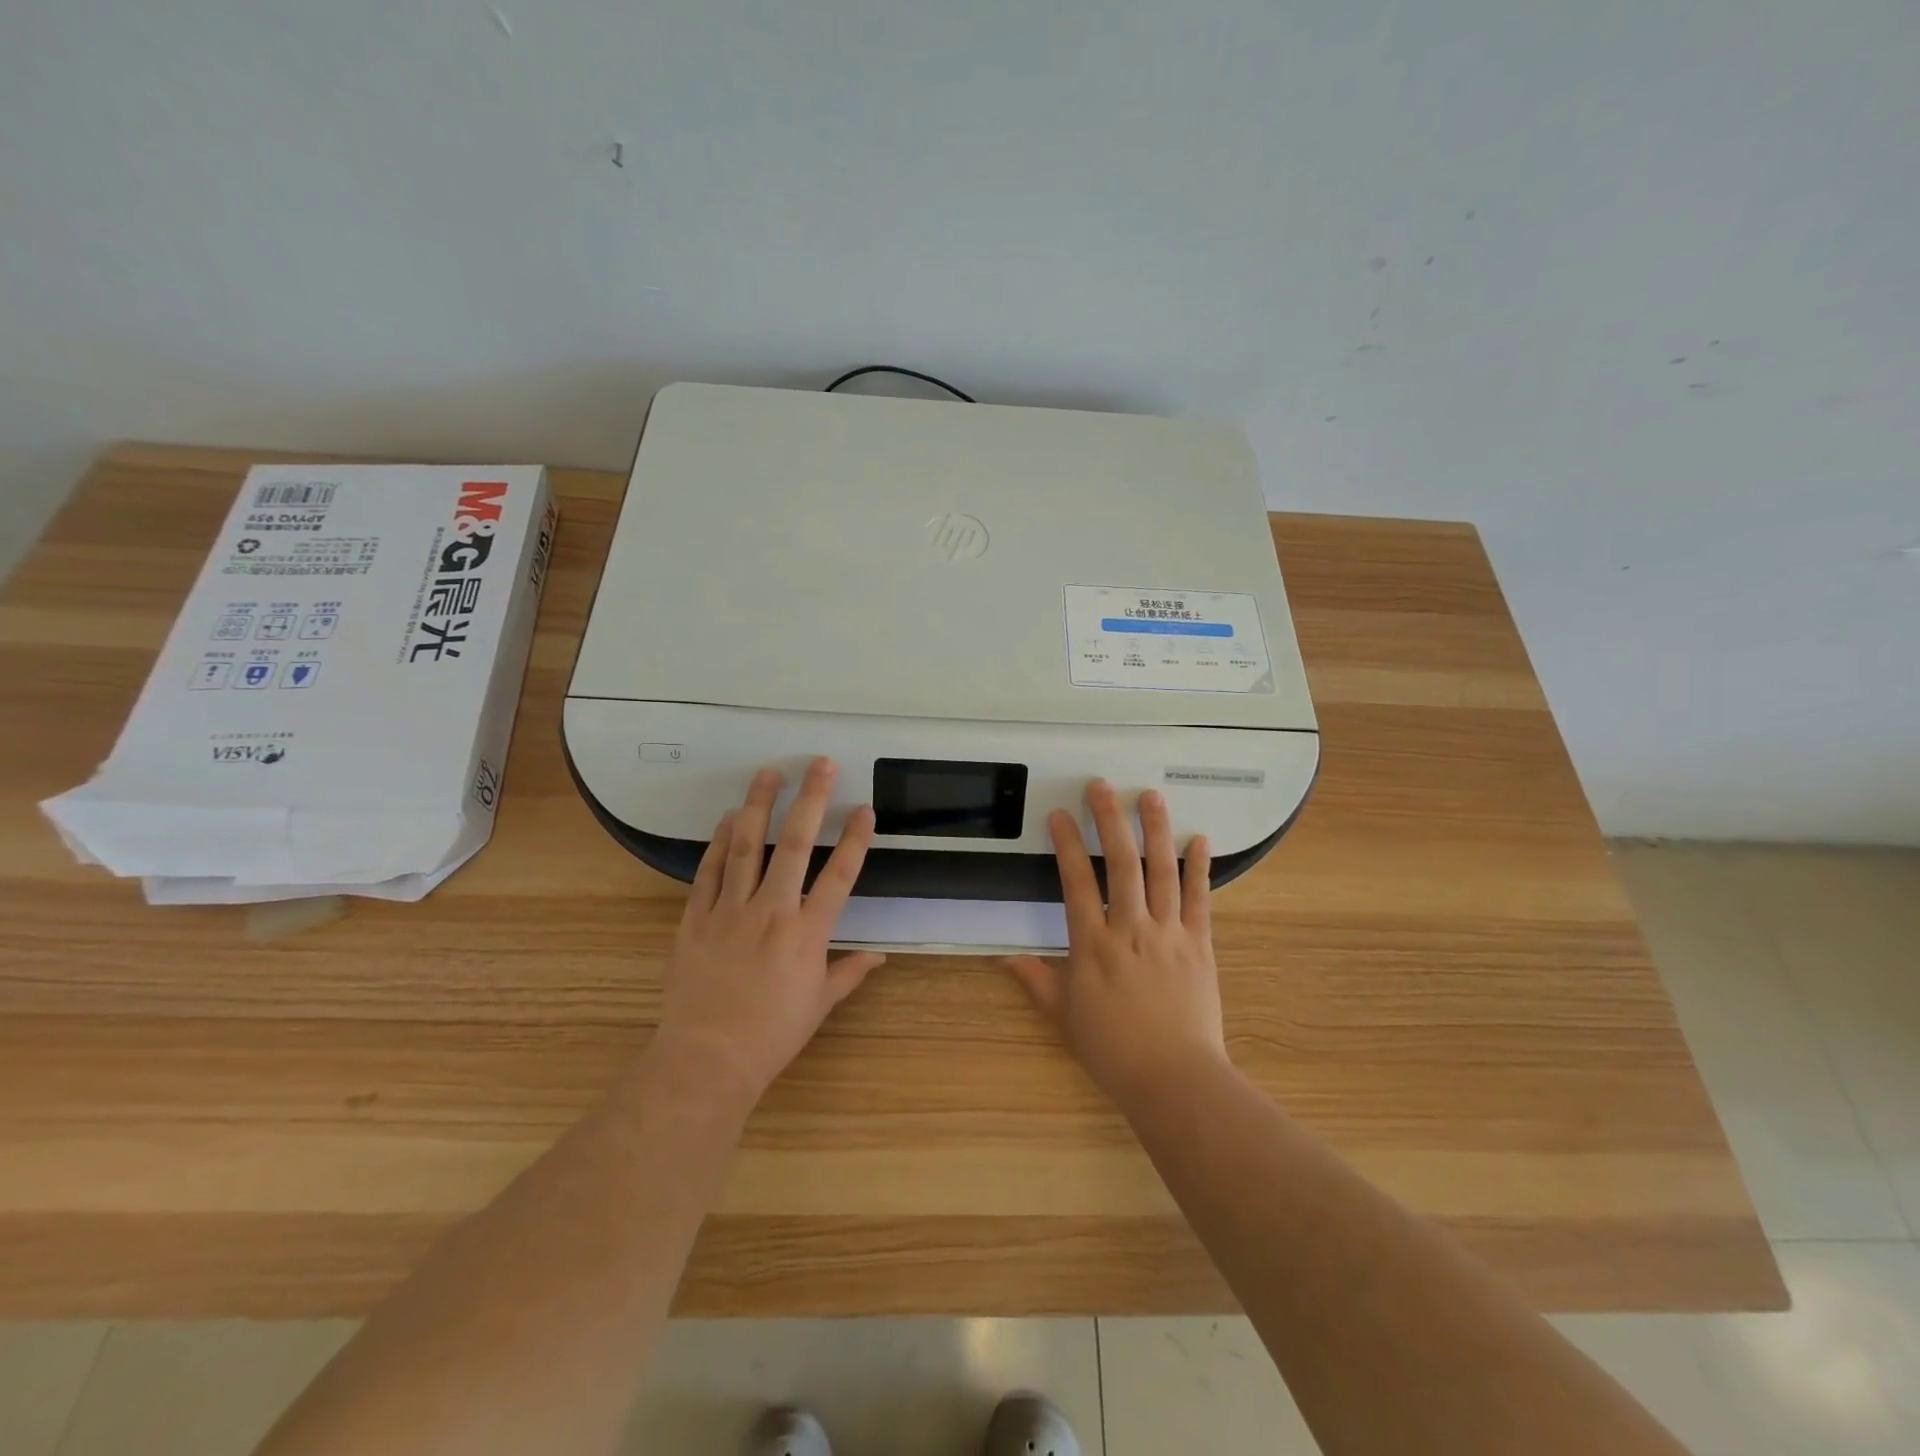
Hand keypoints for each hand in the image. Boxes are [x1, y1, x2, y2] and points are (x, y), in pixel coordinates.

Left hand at [650, 758, 883, 1108]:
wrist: (706, 1058)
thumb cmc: (771, 1035)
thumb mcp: (818, 1005)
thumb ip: (849, 973)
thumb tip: (879, 956)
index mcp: (807, 933)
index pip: (839, 875)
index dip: (855, 839)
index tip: (864, 808)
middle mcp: (772, 911)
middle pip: (795, 844)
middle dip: (810, 799)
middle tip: (819, 764)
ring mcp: (730, 910)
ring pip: (746, 845)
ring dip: (758, 805)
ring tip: (768, 773)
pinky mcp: (696, 918)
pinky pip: (710, 870)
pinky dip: (719, 841)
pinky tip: (727, 818)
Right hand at [1007, 780, 1227, 1107]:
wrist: (1175, 1080)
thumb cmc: (1113, 1051)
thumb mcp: (1064, 1017)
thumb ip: (1037, 980)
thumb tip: (1005, 957)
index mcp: (1092, 945)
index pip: (1076, 882)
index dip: (1066, 845)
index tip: (1060, 815)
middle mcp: (1130, 929)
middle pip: (1120, 863)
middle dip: (1110, 820)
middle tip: (1103, 787)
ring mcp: (1169, 934)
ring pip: (1161, 871)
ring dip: (1156, 830)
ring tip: (1150, 796)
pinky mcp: (1200, 945)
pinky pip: (1200, 899)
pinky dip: (1199, 867)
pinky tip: (1199, 840)